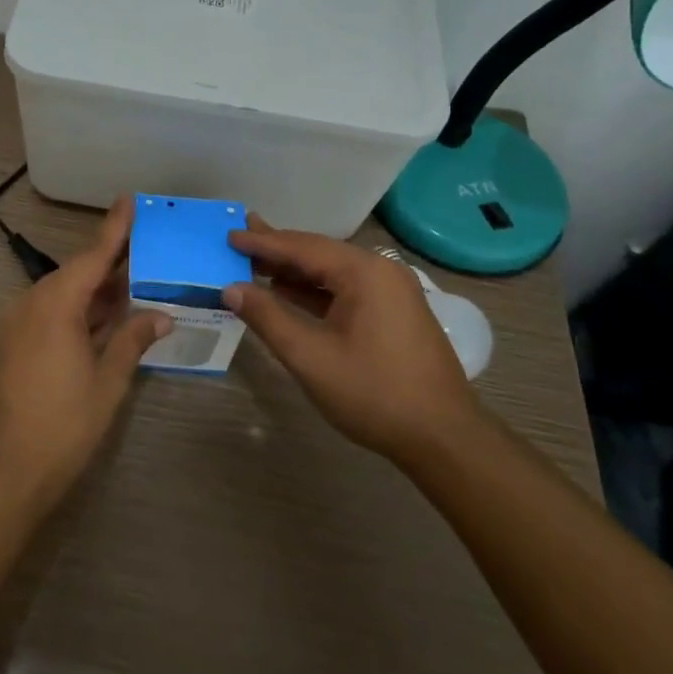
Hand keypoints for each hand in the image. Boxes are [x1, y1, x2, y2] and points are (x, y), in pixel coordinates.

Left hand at [0, 196, 172, 517]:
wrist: (2, 473)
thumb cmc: (62, 426)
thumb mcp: (107, 383)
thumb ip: (132, 341)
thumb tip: (161, 316)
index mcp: (55, 305)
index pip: (92, 256)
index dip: (114, 229)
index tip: (129, 200)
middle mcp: (31, 304)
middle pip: (77, 273)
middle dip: (111, 263)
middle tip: (147, 250)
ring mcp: (17, 324)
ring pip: (63, 294)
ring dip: (96, 290)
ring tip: (134, 282)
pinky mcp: (12, 344)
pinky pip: (50, 313)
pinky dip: (78, 310)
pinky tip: (104, 317)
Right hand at [223, 215, 477, 461]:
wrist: (444, 439)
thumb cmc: (374, 394)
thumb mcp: (310, 357)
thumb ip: (268, 317)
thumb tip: (231, 288)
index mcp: (364, 272)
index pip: (301, 247)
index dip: (261, 242)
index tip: (229, 234)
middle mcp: (380, 271)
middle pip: (317, 254)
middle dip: (277, 249)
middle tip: (240, 237)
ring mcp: (391, 292)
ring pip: (331, 272)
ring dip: (293, 272)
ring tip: (255, 263)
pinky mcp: (394, 313)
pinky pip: (345, 290)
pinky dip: (314, 290)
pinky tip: (288, 294)